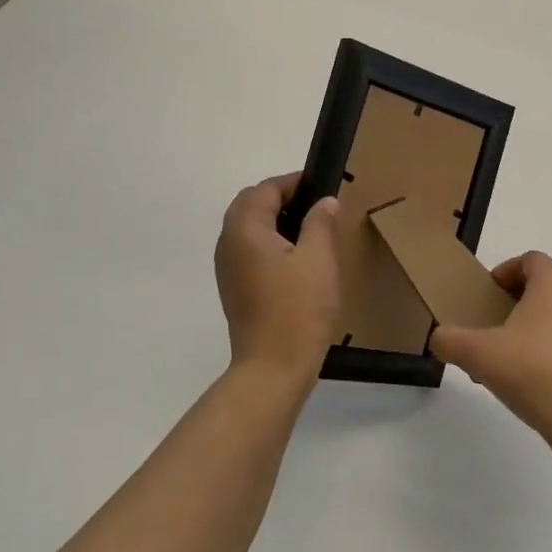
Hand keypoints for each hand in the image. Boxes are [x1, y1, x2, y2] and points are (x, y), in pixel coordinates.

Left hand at [214, 174, 341, 389]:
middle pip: (250, 205)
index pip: (265, 189)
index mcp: (245, 228)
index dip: (293, 183)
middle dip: (280, 199)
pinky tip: (296, 259)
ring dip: (274, 221)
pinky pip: (248, 250)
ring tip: (310, 230)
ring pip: (247, 228)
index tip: (322, 187)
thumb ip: (320, 223)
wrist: (272, 368)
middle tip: (315, 206)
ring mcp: (227, 267)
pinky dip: (269, 243)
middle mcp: (228, 242)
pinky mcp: (234, 288)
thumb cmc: (297, 309)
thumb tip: (324, 202)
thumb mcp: (318, 259)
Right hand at [431, 252, 551, 438]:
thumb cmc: (533, 372)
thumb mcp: (478, 354)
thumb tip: (438, 338)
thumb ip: (450, 341)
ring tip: (522, 358)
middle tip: (501, 325)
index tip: (490, 294)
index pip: (530, 259)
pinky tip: (548, 382)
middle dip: (525, 299)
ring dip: (546, 326)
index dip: (507, 271)